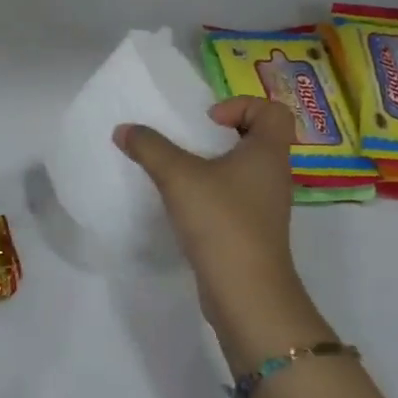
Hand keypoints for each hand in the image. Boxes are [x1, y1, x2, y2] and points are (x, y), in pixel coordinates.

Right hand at [117, 98, 332, 366]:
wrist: (246, 292)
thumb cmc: (221, 221)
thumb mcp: (178, 177)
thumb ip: (150, 147)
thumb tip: (124, 129)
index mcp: (268, 153)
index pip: (273, 111)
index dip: (242, 105)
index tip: (208, 121)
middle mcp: (274, 175)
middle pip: (258, 138)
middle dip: (223, 134)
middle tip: (190, 140)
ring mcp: (266, 207)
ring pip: (245, 171)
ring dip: (215, 166)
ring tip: (181, 171)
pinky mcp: (252, 232)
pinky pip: (235, 199)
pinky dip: (213, 194)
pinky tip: (184, 205)